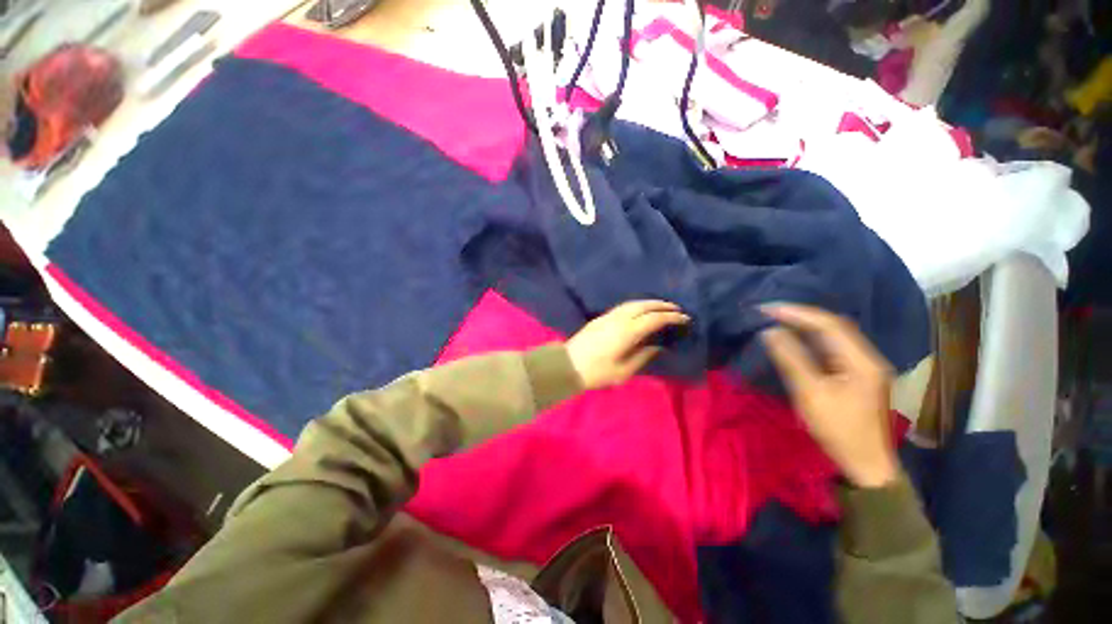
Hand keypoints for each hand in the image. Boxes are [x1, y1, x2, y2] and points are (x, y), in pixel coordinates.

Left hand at [567, 300, 689, 389]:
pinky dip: (637, 305)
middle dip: (662, 305)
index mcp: (626, 332)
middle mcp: (618, 319)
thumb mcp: (623, 371)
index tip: (684, 318)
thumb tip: (658, 347)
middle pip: (644, 305)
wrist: (567, 365)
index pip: (654, 319)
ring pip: (632, 303)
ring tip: (662, 308)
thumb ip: (643, 356)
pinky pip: (623, 306)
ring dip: (649, 303)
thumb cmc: (596, 372)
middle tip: (676, 309)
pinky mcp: (600, 318)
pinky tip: (640, 311)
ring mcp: (608, 316)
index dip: (671, 317)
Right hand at [761, 304, 898, 488]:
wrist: (866, 464)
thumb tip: (770, 332)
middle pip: (834, 326)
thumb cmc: (839, 430)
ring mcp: (864, 367)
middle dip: (801, 316)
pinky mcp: (856, 376)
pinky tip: (796, 340)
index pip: (829, 324)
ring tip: (778, 321)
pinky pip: (832, 349)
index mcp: (862, 361)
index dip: (797, 313)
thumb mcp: (811, 394)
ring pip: (833, 336)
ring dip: (805, 326)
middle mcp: (867, 358)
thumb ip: (791, 359)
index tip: (767, 309)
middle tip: (770, 312)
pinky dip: (811, 340)